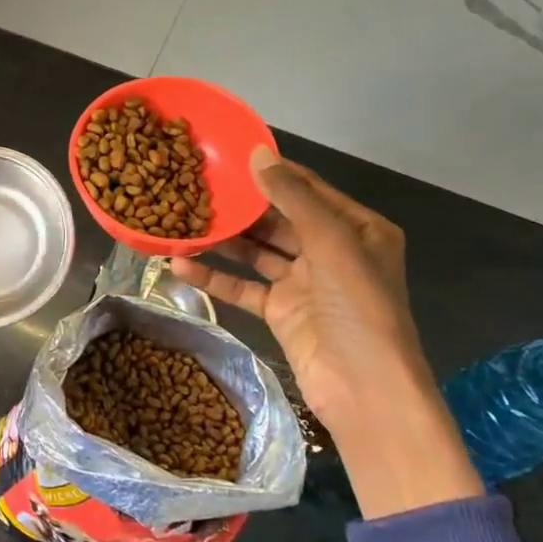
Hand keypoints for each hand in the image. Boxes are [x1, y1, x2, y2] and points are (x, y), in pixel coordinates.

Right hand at [169, 147, 481, 517]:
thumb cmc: (358, 306)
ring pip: (256, 251)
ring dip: (222, 241)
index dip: (270, 172)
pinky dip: (214, 277)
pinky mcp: (280, 311)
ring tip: (180, 220)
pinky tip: (179, 265)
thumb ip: (292, 198)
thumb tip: (257, 153)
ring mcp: (304, 282)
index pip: (307, 189)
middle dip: (240, 207)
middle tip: (196, 186)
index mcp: (357, 228)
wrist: (364, 388)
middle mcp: (331, 250)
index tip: (227, 155)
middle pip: (278, 219)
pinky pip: (243, 286)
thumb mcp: (331, 242)